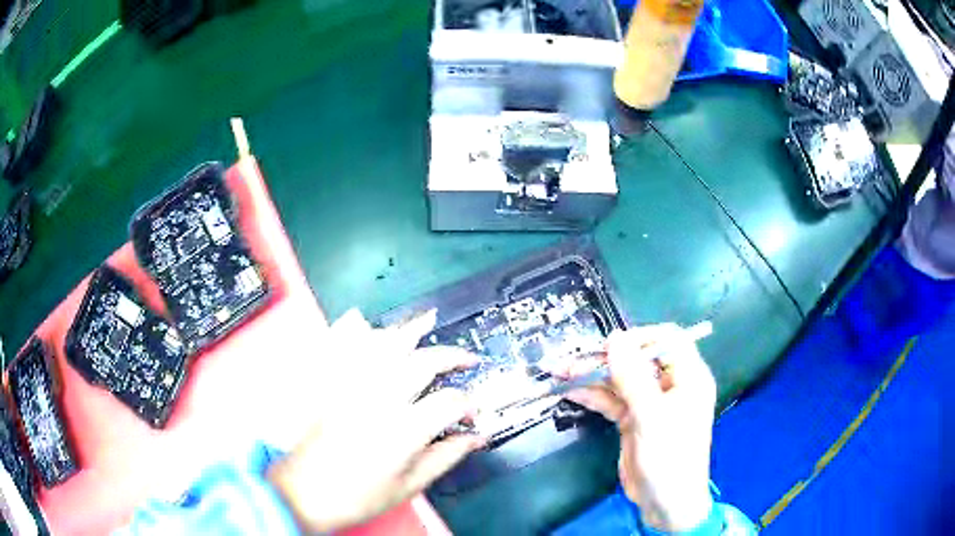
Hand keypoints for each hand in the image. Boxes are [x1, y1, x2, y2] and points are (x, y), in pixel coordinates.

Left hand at [267, 309, 482, 532]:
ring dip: (410, 332)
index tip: (473, 413)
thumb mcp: (410, 485)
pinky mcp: (333, 387)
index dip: (469, 404)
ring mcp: (353, 389)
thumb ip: (446, 457)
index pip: (449, 403)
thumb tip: (474, 439)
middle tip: (468, 358)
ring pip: (385, 347)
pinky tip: (375, 327)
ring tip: (429, 320)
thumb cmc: (360, 496)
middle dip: (451, 356)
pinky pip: (348, 348)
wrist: (306, 492)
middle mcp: (379, 401)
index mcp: (403, 431)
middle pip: (422, 363)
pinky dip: (363, 333)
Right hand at [565, 324, 715, 531]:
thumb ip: (633, 378)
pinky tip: (570, 390)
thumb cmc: (670, 458)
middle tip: (573, 359)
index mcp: (688, 377)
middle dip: (606, 359)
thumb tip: (614, 339)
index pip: (668, 340)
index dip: (640, 338)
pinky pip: (612, 400)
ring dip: (593, 376)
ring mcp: (650, 403)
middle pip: (638, 360)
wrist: (665, 503)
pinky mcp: (633, 420)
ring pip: (621, 380)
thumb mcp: (652, 417)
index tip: (611, 346)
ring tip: (561, 372)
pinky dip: (593, 395)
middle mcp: (670, 386)